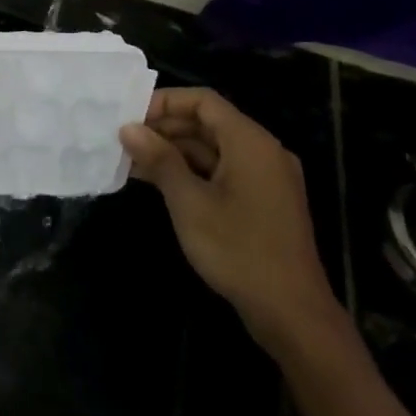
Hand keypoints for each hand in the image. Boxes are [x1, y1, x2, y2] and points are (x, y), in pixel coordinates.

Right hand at [120, 88, 341, 354]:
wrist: (292, 314)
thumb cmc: (238, 250)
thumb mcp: (189, 202)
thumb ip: (159, 159)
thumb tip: (128, 128)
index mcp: (250, 143)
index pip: (203, 101)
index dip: (164, 102)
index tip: (129, 117)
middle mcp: (262, 152)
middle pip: (207, 123)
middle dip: (164, 128)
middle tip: (124, 141)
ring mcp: (265, 178)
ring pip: (212, 149)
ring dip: (173, 152)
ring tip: (131, 162)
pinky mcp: (262, 202)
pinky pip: (222, 171)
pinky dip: (190, 172)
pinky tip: (158, 183)